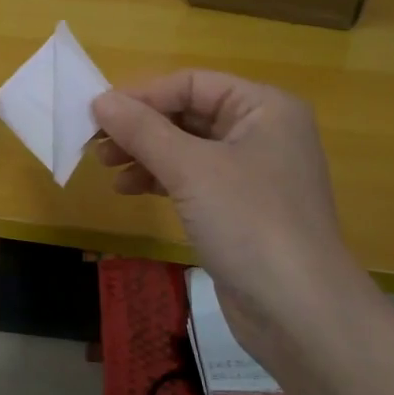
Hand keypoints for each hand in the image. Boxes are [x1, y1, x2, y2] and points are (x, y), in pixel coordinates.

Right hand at [92, 71, 374, 358]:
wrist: (298, 310)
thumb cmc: (249, 222)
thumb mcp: (191, 169)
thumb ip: (143, 130)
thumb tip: (100, 100)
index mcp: (264, 107)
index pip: (192, 83)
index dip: (143, 95)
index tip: (97, 113)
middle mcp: (262, 132)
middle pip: (189, 114)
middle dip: (141, 127)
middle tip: (95, 143)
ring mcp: (253, 173)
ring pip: (187, 148)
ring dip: (145, 153)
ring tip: (106, 167)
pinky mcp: (241, 208)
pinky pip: (193, 179)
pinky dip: (161, 179)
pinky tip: (130, 190)